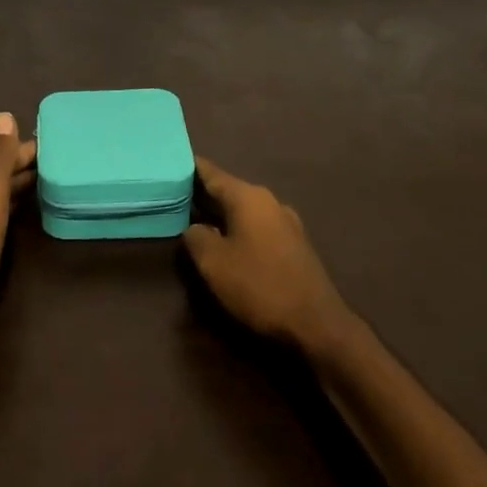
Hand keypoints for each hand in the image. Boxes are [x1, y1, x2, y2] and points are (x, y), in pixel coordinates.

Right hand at [183, 157, 355, 351]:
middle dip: (203, 194)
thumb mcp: (214, 263)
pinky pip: (258, 226)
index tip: (170, 164)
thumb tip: (194, 227)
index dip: (190, 168)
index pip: (212, 173)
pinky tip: (229, 243)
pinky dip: (239, 229)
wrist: (316, 323)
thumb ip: (196, 237)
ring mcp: (286, 222)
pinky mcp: (295, 244)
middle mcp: (269, 201)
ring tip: (197, 222)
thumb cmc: (259, 286)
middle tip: (175, 197)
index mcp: (248, 197)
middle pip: (229, 190)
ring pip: (244, 210)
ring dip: (222, 214)